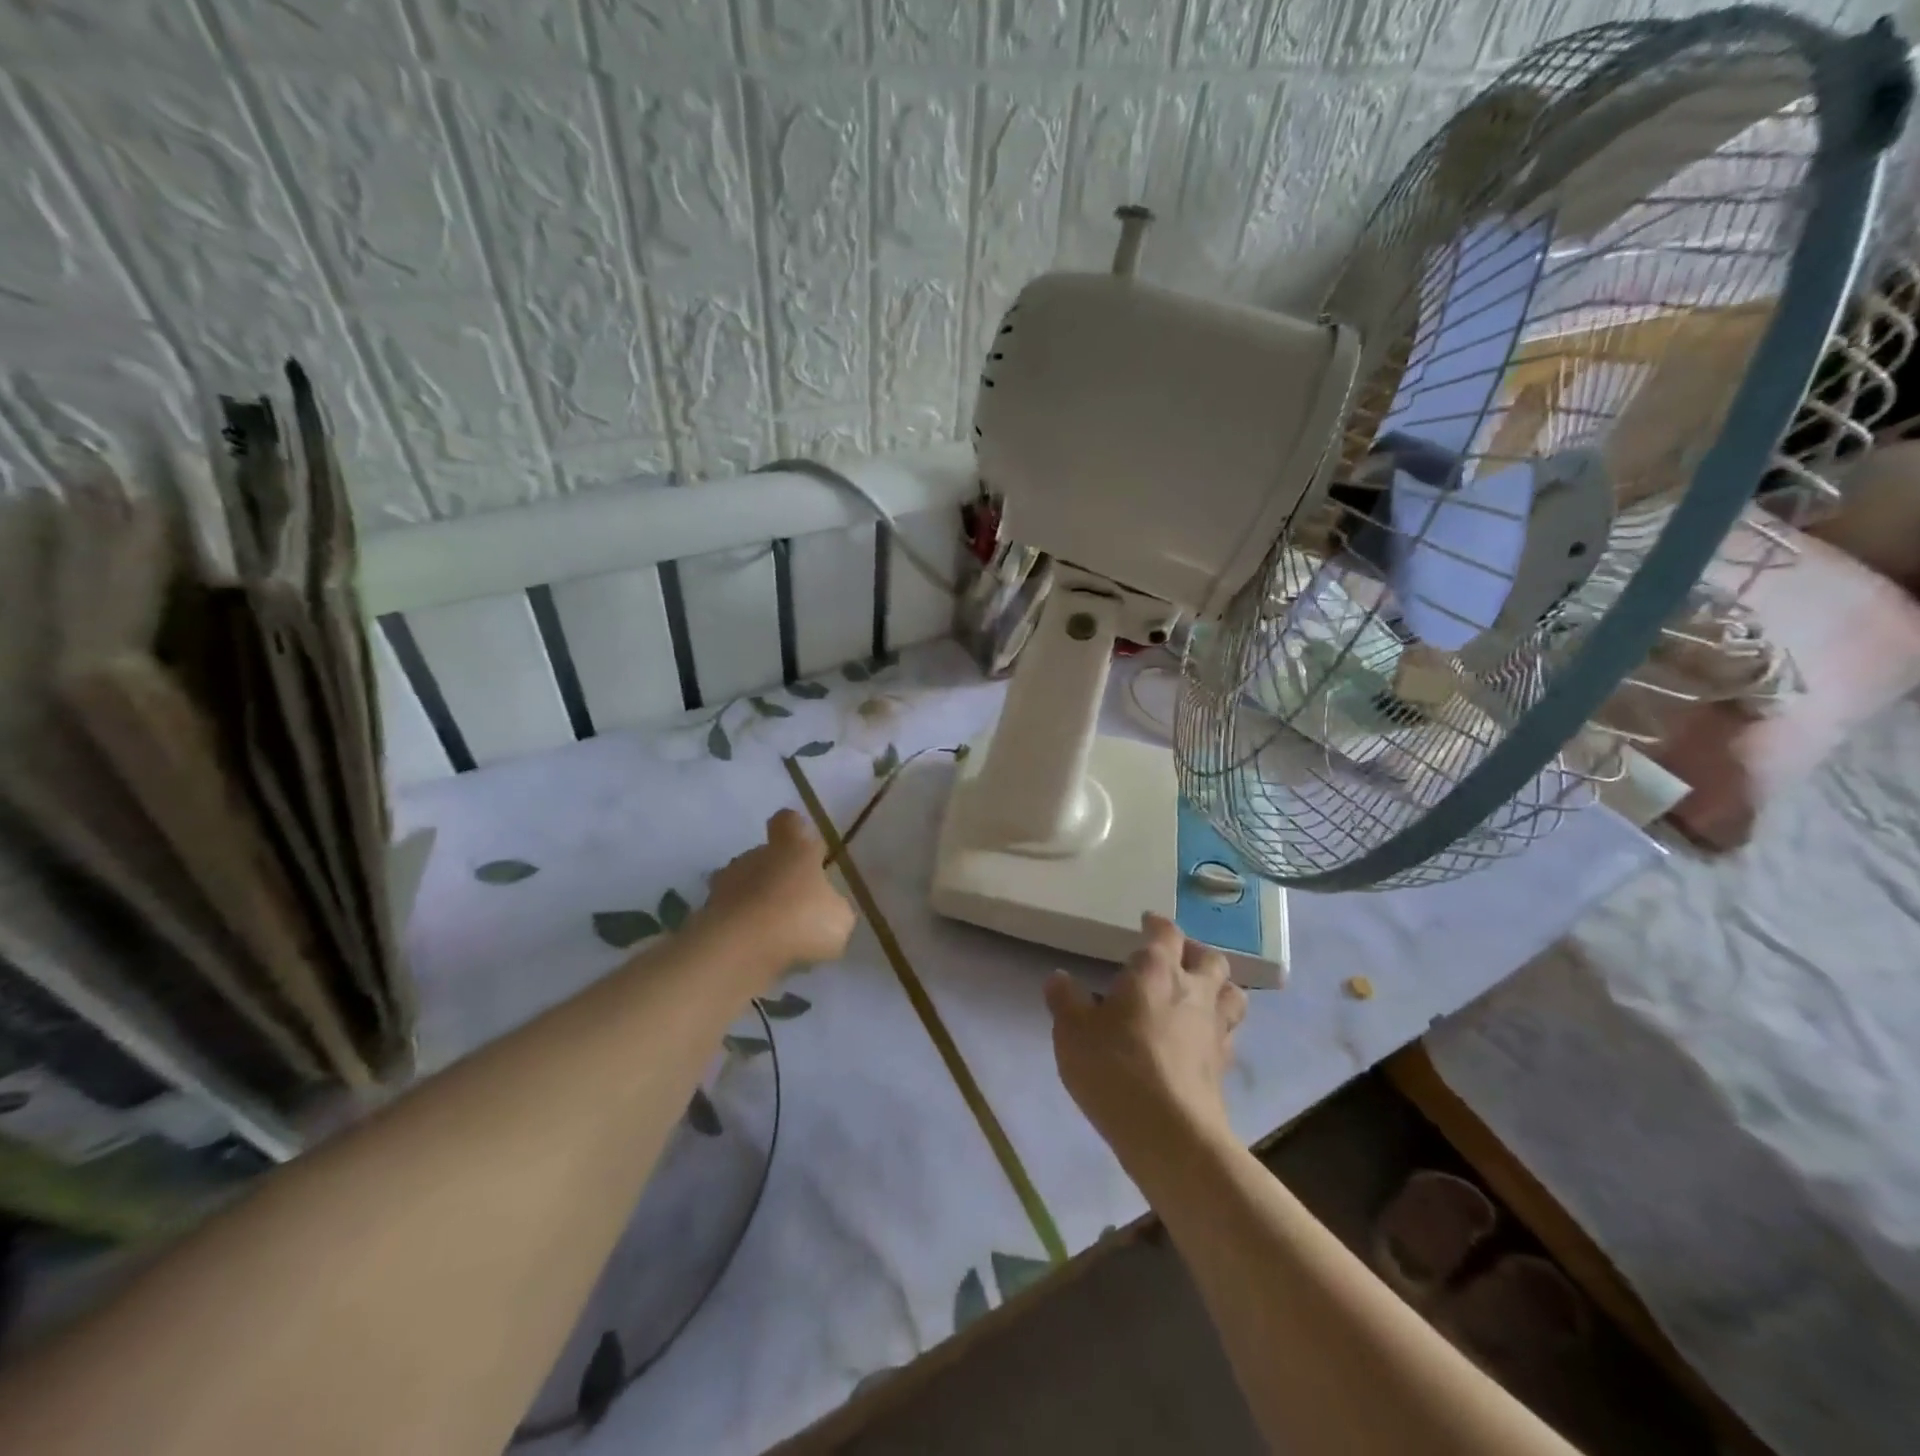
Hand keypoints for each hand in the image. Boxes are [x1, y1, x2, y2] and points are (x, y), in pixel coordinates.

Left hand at [700, 809, 855, 970]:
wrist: (738, 950)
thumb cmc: (799, 920)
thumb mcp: (839, 918)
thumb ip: (833, 908)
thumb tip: (827, 908)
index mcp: (792, 847)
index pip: (788, 821)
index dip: (795, 830)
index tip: (804, 846)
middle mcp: (755, 856)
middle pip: (764, 856)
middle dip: (775, 876)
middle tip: (793, 905)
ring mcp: (725, 885)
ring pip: (743, 887)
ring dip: (755, 903)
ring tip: (772, 934)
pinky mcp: (705, 915)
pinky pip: (729, 918)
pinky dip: (740, 930)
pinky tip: (754, 953)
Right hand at [1046, 914, 1246, 1173]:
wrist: (1169, 1133)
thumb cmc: (1115, 1067)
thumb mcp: (1072, 1030)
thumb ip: (1065, 999)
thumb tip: (1059, 978)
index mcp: (1157, 971)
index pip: (1165, 933)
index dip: (1157, 924)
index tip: (1147, 921)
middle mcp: (1194, 991)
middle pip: (1211, 959)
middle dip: (1195, 952)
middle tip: (1176, 957)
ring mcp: (1215, 1029)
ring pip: (1232, 994)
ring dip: (1218, 987)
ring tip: (1198, 993)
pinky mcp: (1224, 1066)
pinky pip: (1228, 1032)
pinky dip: (1217, 1027)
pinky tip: (1198, 1038)